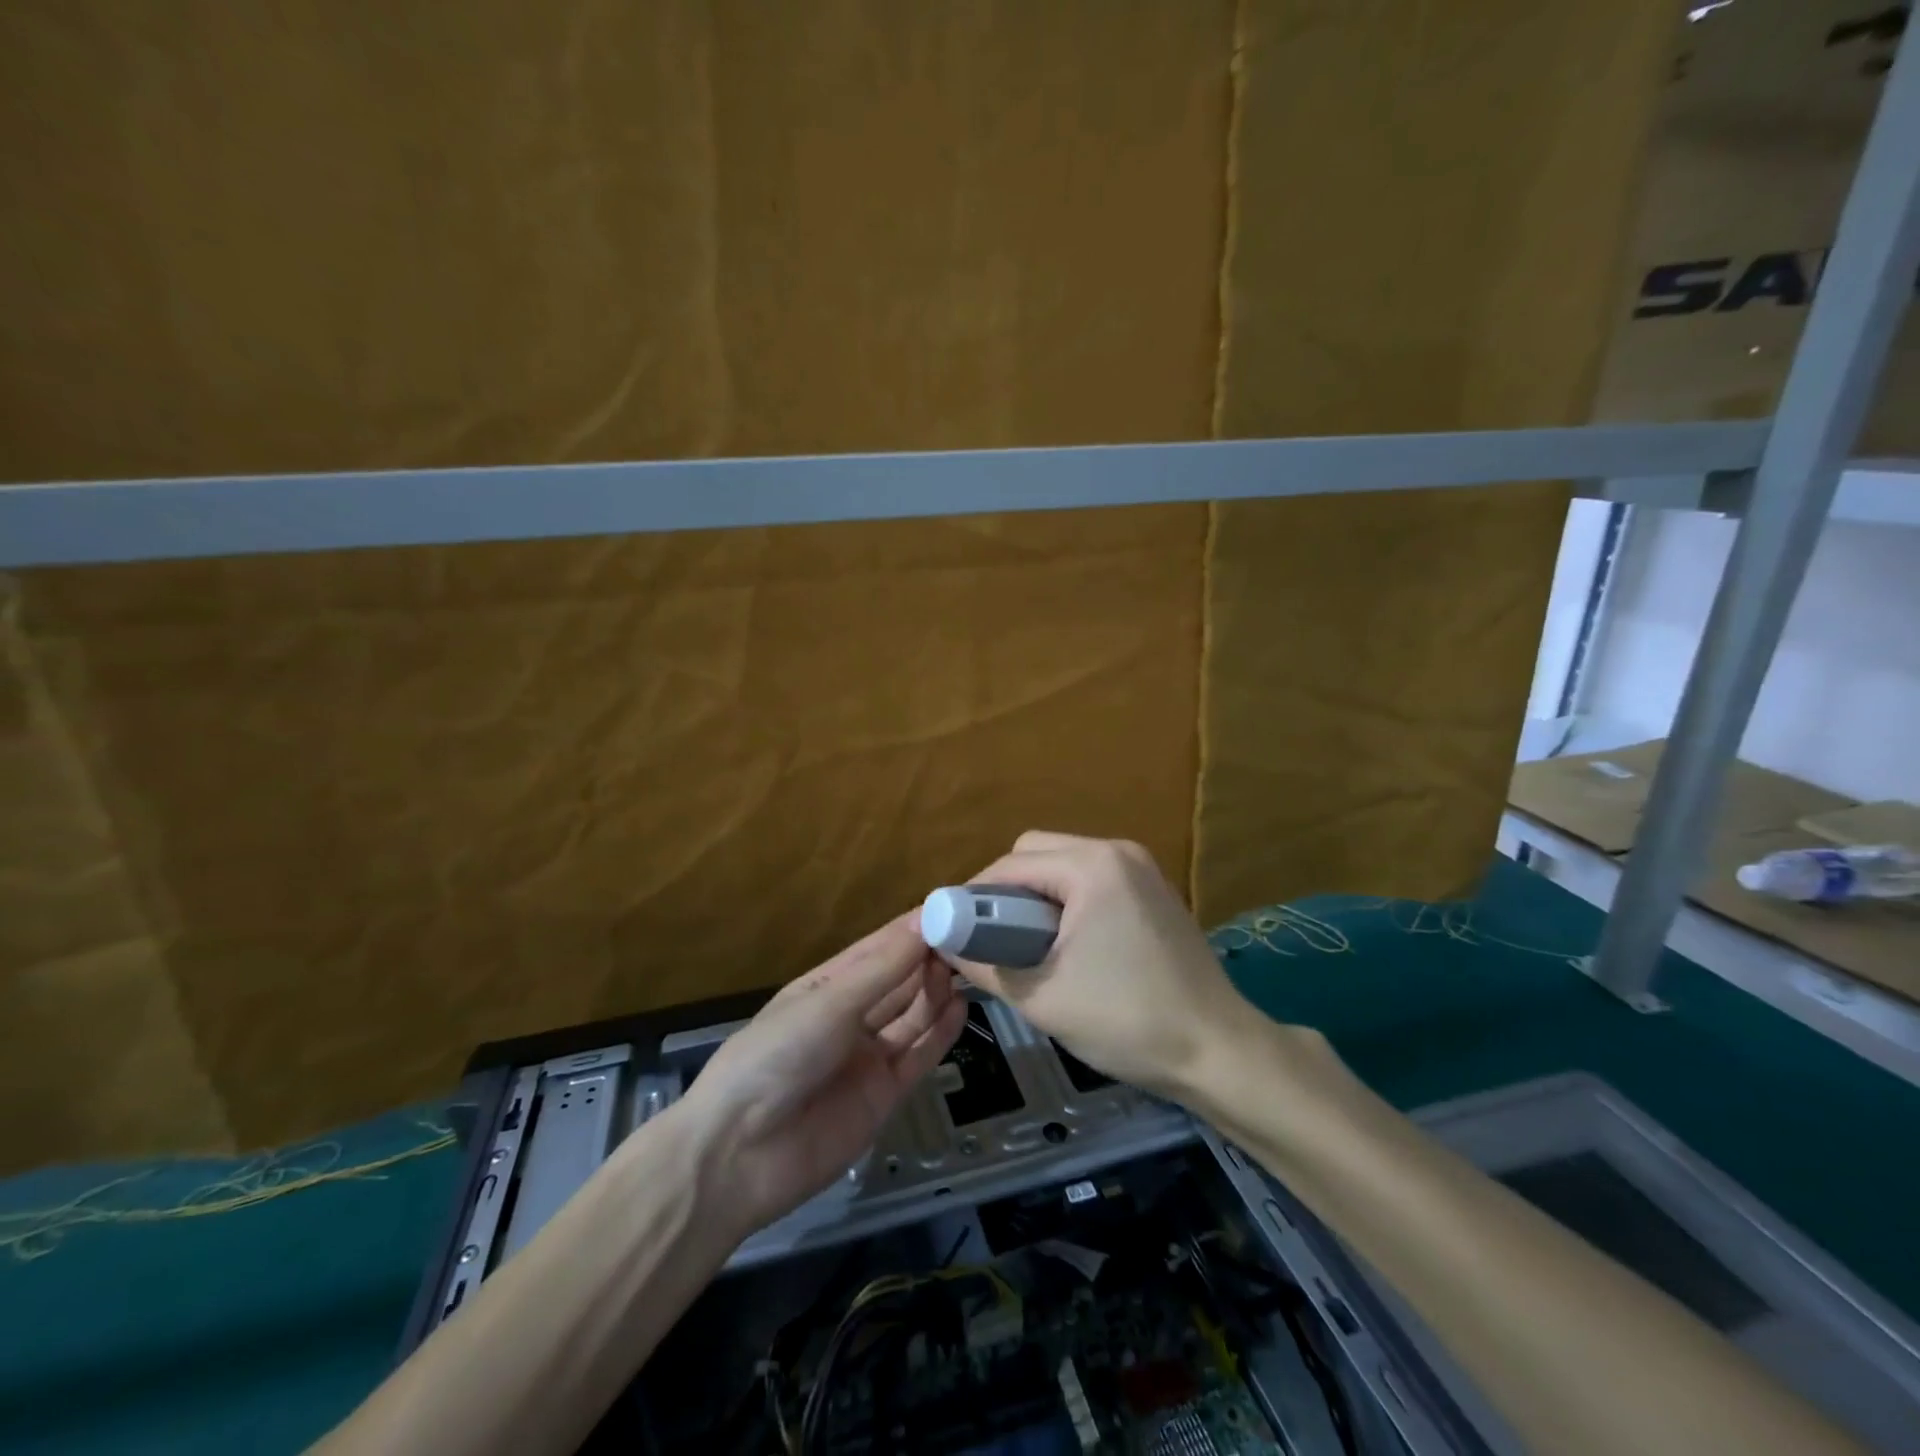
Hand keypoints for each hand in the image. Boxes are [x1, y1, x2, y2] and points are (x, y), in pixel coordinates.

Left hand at [672, 913, 966, 1240]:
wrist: (739, 1155)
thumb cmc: (777, 1056)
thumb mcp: (829, 1004)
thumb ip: (883, 969)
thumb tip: (925, 922)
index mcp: (827, 986)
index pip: (879, 948)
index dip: (913, 929)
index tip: (955, 906)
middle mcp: (849, 1016)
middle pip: (899, 981)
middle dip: (931, 958)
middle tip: (974, 937)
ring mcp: (867, 1056)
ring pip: (913, 1015)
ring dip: (938, 991)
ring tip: (971, 967)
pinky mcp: (883, 1094)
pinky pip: (918, 1055)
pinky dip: (940, 1032)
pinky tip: (961, 1007)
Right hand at [947, 831, 1250, 1097]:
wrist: (1220, 1052)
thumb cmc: (1127, 1021)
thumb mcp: (1042, 997)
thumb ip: (984, 965)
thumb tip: (943, 944)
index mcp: (1092, 866)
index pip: (1011, 864)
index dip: (974, 896)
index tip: (953, 930)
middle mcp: (1118, 852)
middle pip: (1037, 852)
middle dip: (1005, 891)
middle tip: (989, 939)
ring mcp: (1142, 869)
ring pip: (1065, 865)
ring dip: (1036, 897)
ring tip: (1023, 946)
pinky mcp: (1155, 891)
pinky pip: (1093, 881)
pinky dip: (1067, 902)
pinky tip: (1065, 944)